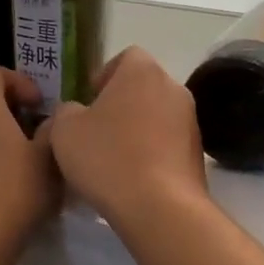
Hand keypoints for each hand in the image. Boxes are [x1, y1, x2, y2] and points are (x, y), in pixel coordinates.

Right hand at [39, 47, 207, 228]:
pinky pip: (168, 143)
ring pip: (156, 116)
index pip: (126, 57)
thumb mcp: (65, 131)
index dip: (105, 75)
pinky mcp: (198, 154)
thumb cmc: (108, 158)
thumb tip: (75, 112)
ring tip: (114, 159)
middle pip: (143, 87)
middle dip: (120, 105)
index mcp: (142, 71)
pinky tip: (133, 178)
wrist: (159, 207)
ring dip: (137, 130)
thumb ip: (65, 111)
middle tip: (96, 132)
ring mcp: (191, 121)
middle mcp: (173, 88)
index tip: (89, 101)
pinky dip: (152, 153)